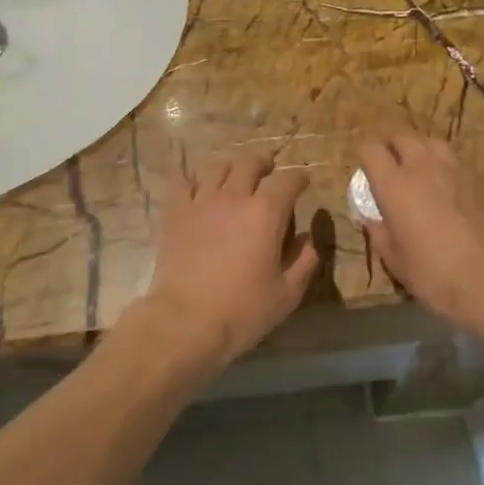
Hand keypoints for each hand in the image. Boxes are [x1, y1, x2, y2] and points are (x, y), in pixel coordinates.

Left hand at [138, 151, 318, 372]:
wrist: (186, 321)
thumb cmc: (243, 310)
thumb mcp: (288, 294)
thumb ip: (305, 261)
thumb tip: (308, 239)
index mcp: (267, 213)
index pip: (289, 180)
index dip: (299, 179)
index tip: (303, 183)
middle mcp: (235, 197)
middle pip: (250, 163)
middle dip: (264, 164)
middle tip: (268, 172)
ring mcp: (201, 202)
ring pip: (217, 167)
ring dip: (230, 169)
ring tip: (233, 179)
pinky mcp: (175, 213)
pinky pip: (182, 182)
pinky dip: (192, 181)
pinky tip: (196, 191)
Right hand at [359, 132, 483, 335]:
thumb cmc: (433, 273)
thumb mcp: (394, 260)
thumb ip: (378, 232)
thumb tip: (372, 218)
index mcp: (394, 185)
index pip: (370, 148)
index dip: (363, 153)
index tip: (363, 166)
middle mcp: (422, 167)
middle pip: (401, 135)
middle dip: (390, 144)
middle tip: (388, 162)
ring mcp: (453, 169)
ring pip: (430, 142)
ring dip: (419, 149)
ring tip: (417, 167)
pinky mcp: (477, 179)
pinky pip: (454, 160)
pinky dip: (443, 165)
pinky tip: (445, 185)